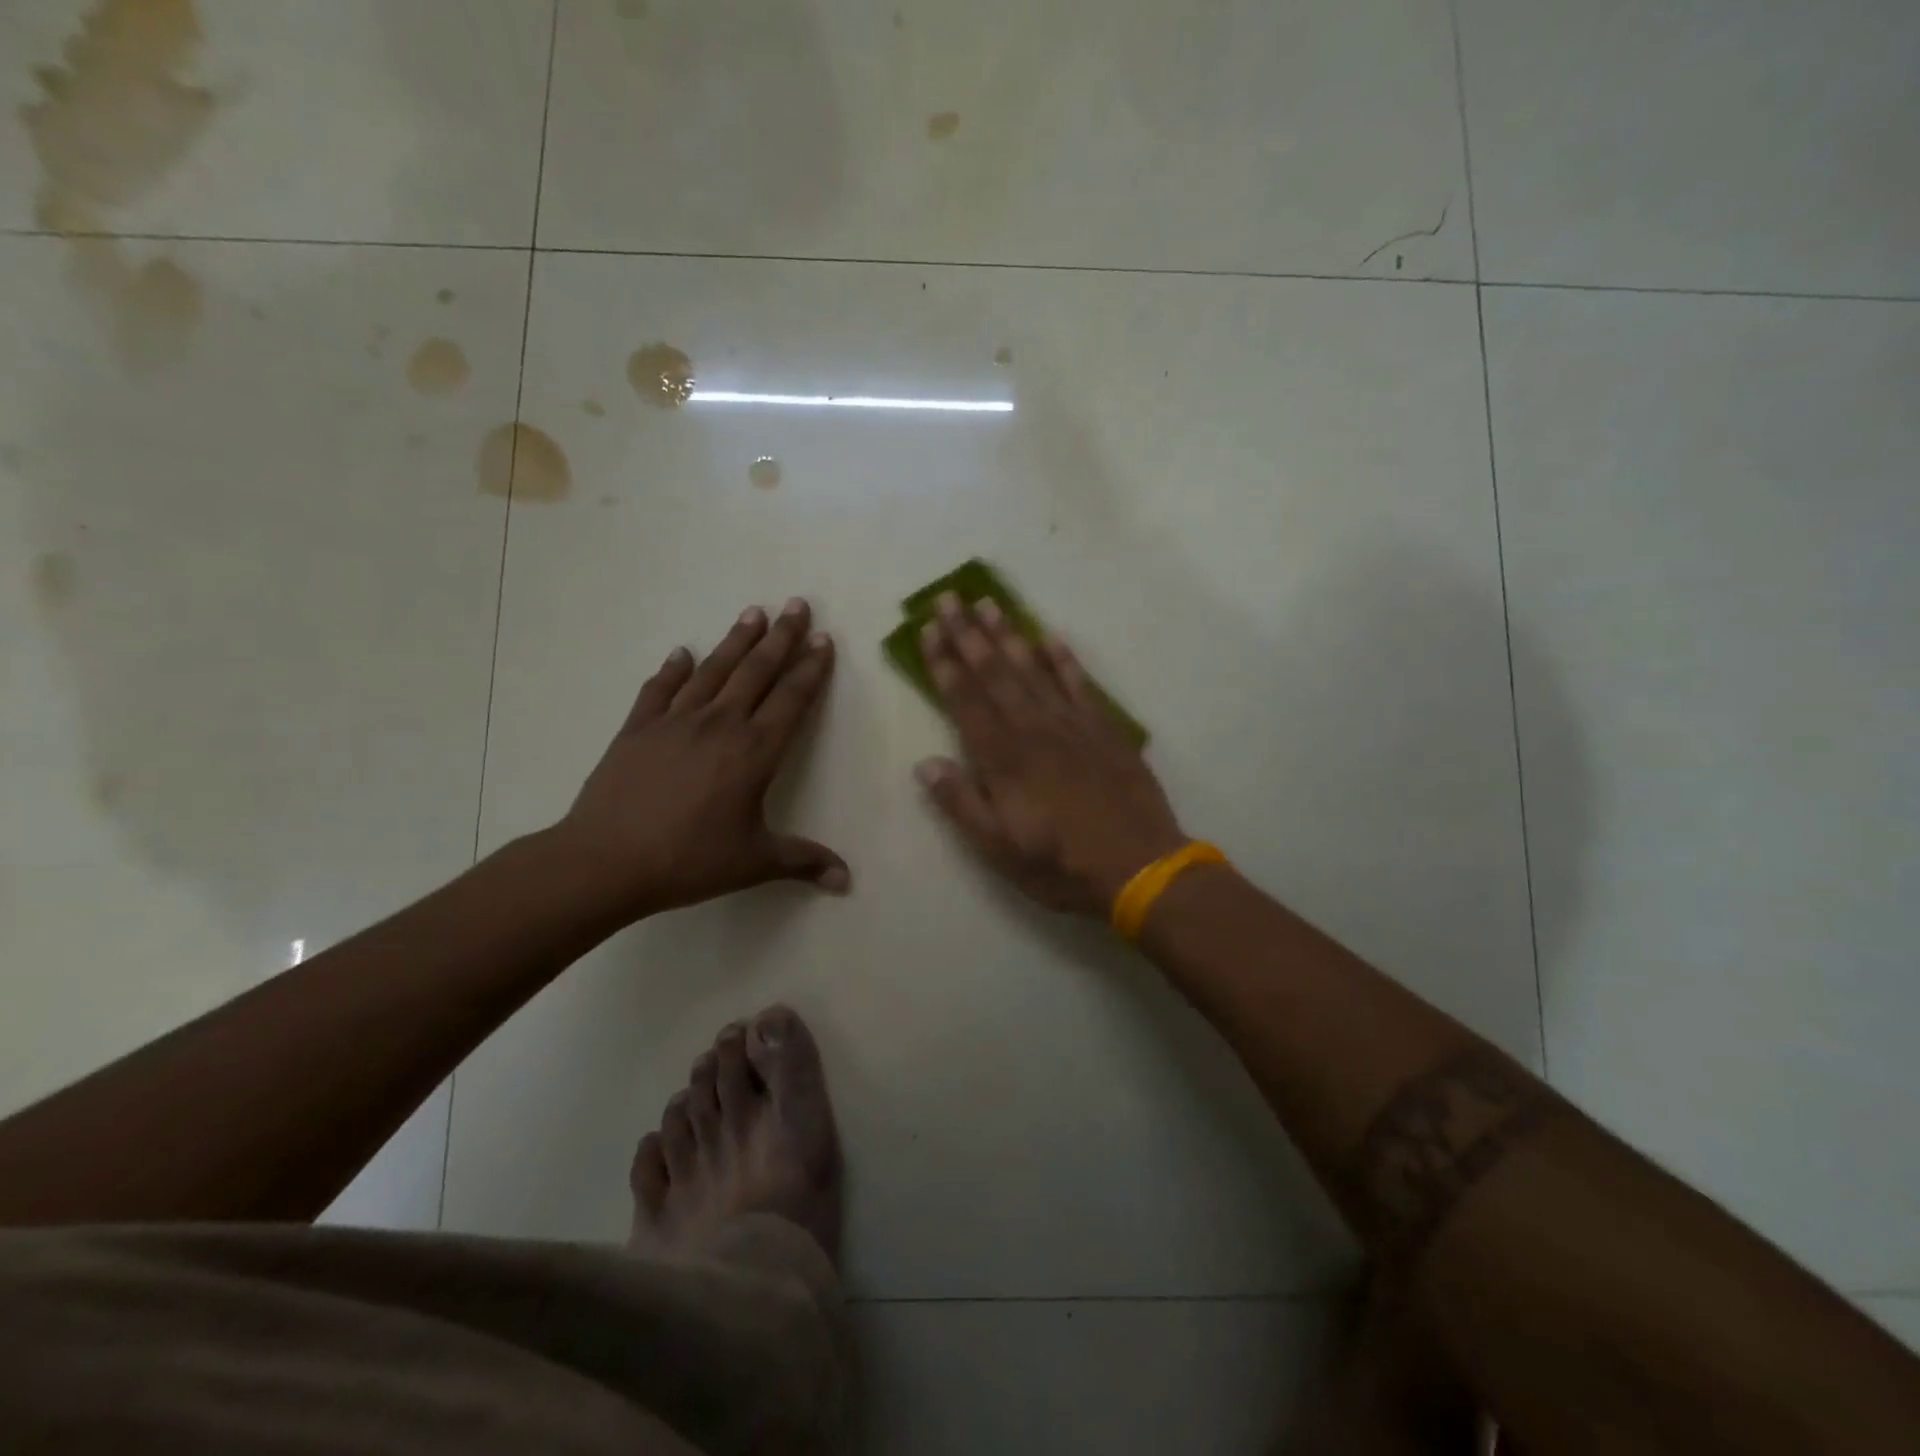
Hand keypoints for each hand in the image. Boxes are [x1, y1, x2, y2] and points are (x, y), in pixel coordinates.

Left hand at [556, 598, 848, 920]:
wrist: (606, 860)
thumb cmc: (689, 860)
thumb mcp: (753, 862)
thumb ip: (803, 862)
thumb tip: (847, 880)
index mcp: (754, 751)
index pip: (792, 699)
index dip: (811, 669)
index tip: (823, 639)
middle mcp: (720, 724)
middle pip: (757, 671)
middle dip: (781, 637)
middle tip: (797, 604)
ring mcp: (676, 721)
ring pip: (714, 670)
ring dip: (736, 640)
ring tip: (753, 613)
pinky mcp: (638, 728)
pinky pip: (660, 689)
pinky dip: (673, 669)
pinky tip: (682, 652)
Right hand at [914, 593, 1187, 916]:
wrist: (1139, 866)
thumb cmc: (1060, 864)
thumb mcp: (998, 849)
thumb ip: (960, 804)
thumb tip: (925, 764)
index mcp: (1003, 758)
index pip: (965, 700)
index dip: (944, 663)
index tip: (927, 629)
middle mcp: (1033, 729)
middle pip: (995, 672)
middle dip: (967, 634)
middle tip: (948, 598)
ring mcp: (1072, 725)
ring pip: (1033, 669)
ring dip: (1008, 634)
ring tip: (988, 603)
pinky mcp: (1105, 729)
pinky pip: (1080, 684)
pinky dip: (1064, 658)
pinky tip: (1050, 636)